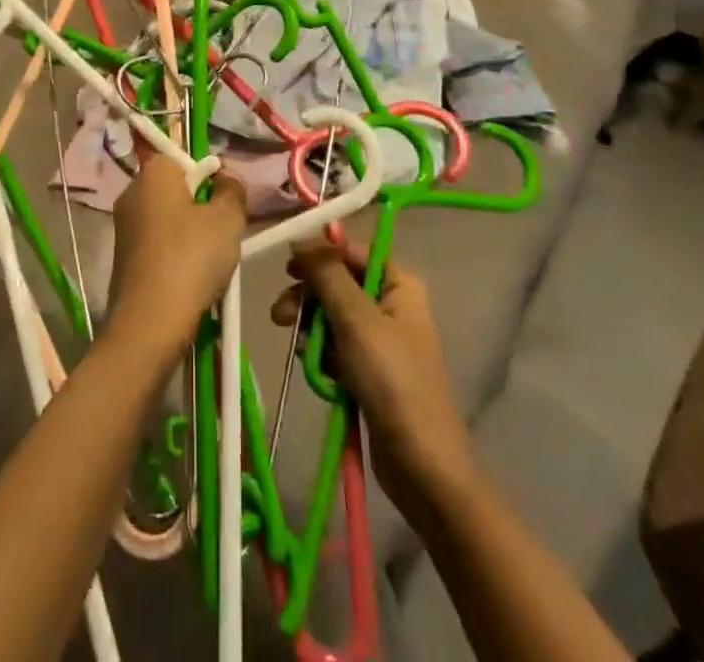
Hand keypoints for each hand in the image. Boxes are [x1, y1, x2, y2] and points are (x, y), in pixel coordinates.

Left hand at [108, 156, 246, 359]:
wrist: (149, 323)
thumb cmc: (191, 258)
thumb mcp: (228, 219)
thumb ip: (232, 190)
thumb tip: (225, 177)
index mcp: (152, 173)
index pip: (182, 158)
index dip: (208, 177)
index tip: (224, 202)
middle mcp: (131, 193)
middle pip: (175, 190)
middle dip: (202, 208)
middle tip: (223, 233)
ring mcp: (123, 227)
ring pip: (168, 220)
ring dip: (191, 236)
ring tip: (211, 262)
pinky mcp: (122, 259)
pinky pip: (158, 246)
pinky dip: (175, 257)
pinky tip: (191, 280)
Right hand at [272, 241, 474, 516]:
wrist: (422, 465)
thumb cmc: (392, 381)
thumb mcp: (356, 320)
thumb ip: (327, 275)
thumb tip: (300, 238)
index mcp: (398, 284)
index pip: (351, 251)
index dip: (319, 254)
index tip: (287, 268)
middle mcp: (391, 304)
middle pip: (337, 283)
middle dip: (308, 297)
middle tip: (280, 315)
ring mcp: (380, 339)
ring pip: (331, 316)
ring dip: (310, 328)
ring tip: (296, 347)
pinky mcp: (369, 370)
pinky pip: (335, 347)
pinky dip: (321, 354)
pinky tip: (314, 370)